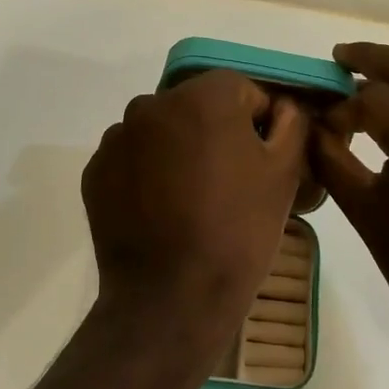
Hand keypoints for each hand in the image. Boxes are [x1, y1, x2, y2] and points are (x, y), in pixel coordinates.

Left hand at [82, 70, 308, 341]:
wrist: (171, 298)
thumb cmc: (237, 231)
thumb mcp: (285, 173)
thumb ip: (292, 123)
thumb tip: (282, 108)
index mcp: (201, 97)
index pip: (242, 90)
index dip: (259, 124)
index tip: (263, 163)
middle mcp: (151, 104)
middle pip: (197, 107)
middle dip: (216, 134)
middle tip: (230, 184)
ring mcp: (117, 139)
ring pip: (162, 132)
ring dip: (179, 152)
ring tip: (192, 202)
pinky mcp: (95, 173)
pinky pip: (133, 160)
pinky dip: (148, 175)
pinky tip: (162, 212)